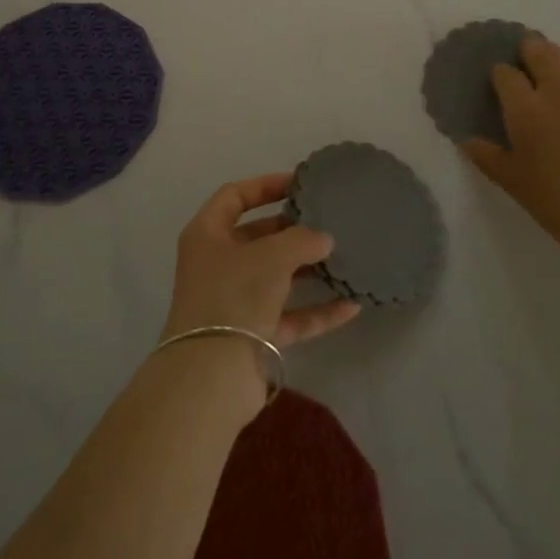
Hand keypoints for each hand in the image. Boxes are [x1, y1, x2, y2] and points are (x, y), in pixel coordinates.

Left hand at [160, 175, 361, 391]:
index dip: (265, 185)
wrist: (211, 375)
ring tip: (343, 258)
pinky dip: (316, 311)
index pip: (234, 197)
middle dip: (292, 230)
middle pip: (257, 237)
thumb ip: (302, 240)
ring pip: (275, 278)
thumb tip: (324, 239)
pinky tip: (351, 306)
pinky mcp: (252, 335)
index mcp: (207, 235)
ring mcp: (234, 301)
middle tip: (327, 221)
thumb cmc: (234, 296)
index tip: (300, 183)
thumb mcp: (271, 256)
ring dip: (307, 270)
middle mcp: (217, 264)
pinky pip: (289, 316)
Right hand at [462, 34, 559, 266]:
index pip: (506, 73)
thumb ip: (487, 156)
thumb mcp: (512, 182)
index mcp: (527, 108)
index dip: (500, 74)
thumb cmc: (558, 201)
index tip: (500, 83)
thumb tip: (467, 140)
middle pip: (542, 52)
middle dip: (531, 50)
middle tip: (528, 62)